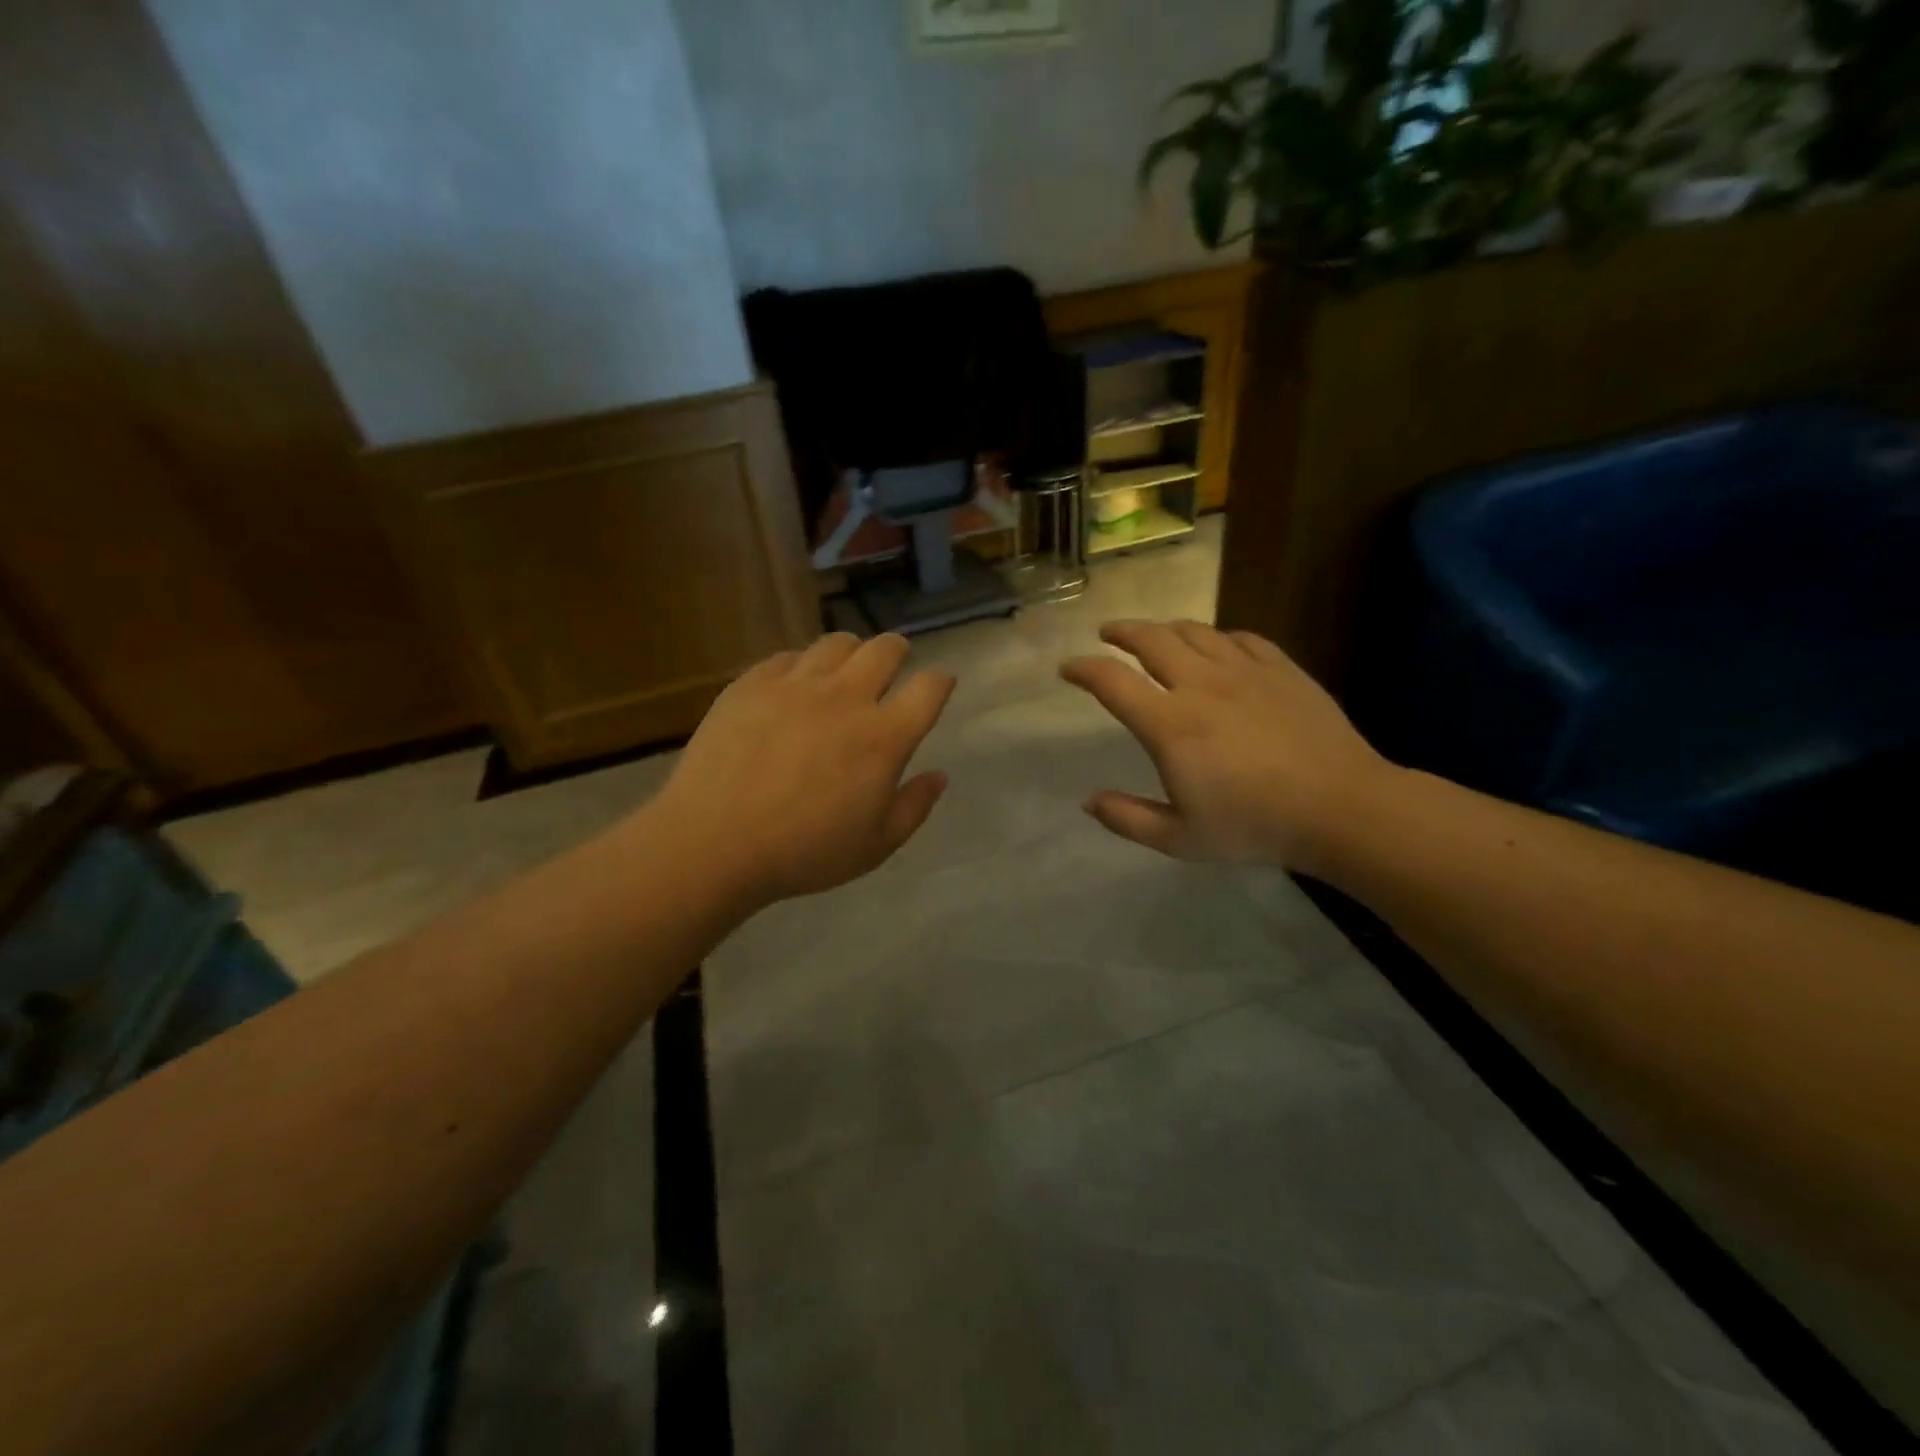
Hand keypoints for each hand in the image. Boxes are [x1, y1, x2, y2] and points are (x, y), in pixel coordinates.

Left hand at [650, 633, 954, 906]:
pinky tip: (794, 687)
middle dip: (898, 651)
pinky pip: (788, 657)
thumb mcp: (875, 846)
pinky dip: (802, 666)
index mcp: (883, 737)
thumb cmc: (804, 852)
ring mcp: (796, 685)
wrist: (714, 842)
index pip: (929, 689)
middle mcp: (846, 698)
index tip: (939, 684)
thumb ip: (914, 807)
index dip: (940, 681)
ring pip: (837, 643)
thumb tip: (939, 775)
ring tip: (844, 670)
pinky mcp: (752, 683)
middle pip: (885, 649)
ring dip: (852, 652)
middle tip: (894, 664)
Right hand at [1061, 620, 1390, 870]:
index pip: (1112, 681)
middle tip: (1107, 633)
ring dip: (1166, 628)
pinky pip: (1242, 638)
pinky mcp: (1282, 670)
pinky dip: (1218, 637)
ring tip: (1156, 635)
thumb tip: (1088, 801)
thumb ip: (1128, 819)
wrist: (1341, 808)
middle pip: (1152, 639)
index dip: (1083, 669)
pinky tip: (1218, 646)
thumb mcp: (1180, 839)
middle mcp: (1201, 685)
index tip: (1067, 668)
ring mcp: (1245, 672)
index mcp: (1169, 724)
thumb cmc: (1254, 826)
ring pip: (1196, 632)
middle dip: (1122, 632)